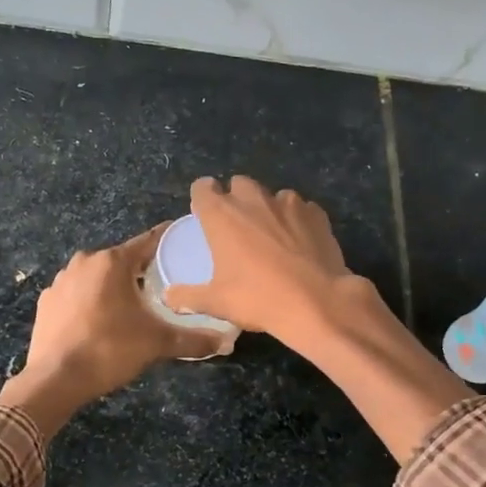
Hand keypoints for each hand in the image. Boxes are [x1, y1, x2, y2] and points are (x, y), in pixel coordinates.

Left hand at [0, 227, 221, 432]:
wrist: (55, 379)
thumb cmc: (109, 349)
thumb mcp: (157, 343)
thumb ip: (193, 339)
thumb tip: (227, 342)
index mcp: (113, 262)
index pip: (148, 242)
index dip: (167, 241)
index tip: (182, 241)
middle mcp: (85, 262)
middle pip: (121, 260)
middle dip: (140, 271)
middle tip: (161, 287)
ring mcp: (61, 280)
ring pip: (96, 276)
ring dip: (112, 287)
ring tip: (130, 308)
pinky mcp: (46, 302)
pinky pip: (75, 294)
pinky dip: (89, 302)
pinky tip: (98, 322)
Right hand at [163, 177, 356, 344]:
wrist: (317, 302)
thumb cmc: (258, 298)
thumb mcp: (217, 302)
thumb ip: (189, 296)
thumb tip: (168, 297)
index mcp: (222, 215)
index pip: (203, 187)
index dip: (202, 197)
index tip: (204, 214)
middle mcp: (252, 200)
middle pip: (238, 184)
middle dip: (236, 198)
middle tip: (238, 228)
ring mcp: (288, 203)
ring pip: (272, 195)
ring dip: (269, 209)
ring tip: (272, 236)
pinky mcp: (316, 214)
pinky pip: (301, 209)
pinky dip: (297, 221)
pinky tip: (300, 243)